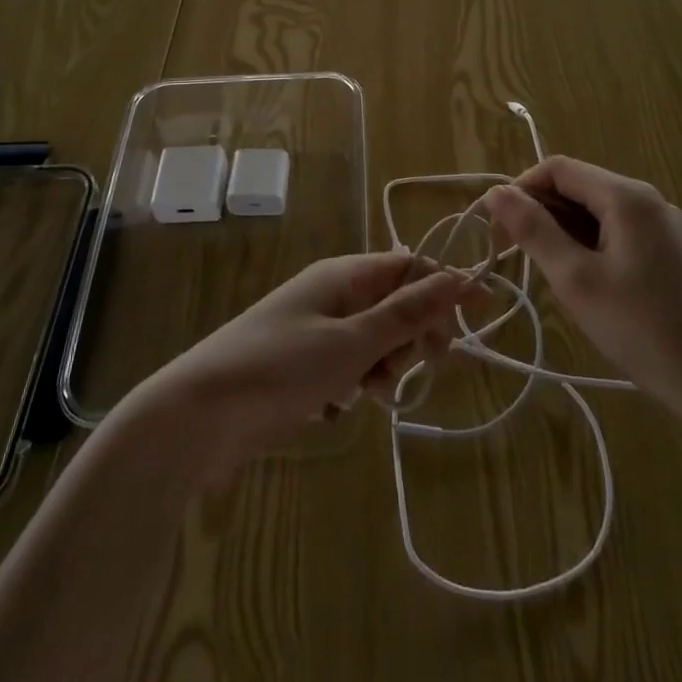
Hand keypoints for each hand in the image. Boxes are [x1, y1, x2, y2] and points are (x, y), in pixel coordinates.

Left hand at [138, 253, 470, 480]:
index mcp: (343, 275)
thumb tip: (457, 276)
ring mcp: (315, 330)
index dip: (445, 287)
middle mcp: (331, 294)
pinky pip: (349, 367)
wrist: (199, 416)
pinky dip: (354, 385)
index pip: (409, 265)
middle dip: (412, 336)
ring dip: (383, 367)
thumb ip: (406, 313)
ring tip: (367, 393)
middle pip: (396, 304)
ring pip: (375, 341)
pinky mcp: (302, 367)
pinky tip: (337, 407)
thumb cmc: (280, 368)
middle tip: (410, 366)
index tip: (482, 316)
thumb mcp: (351, 342)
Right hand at [484, 157, 681, 427]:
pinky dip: (589, 245)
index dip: (521, 190)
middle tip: (515, 255)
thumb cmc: (640, 328)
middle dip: (540, 212)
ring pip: (596, 211)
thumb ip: (533, 230)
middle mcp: (647, 199)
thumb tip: (495, 192)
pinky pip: (617, 231)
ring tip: (548, 274)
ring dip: (562, 231)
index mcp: (626, 196)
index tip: (498, 230)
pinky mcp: (670, 250)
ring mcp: (663, 225)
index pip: (557, 168)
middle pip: (578, 186)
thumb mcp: (575, 279)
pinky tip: (584, 282)